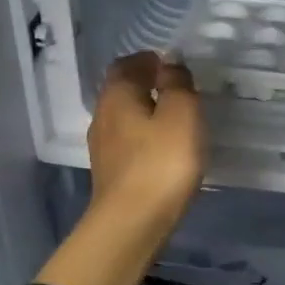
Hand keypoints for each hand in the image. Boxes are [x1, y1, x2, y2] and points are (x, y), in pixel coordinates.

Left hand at [36, 52, 204, 284]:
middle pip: (122, 91)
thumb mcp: (181, 114)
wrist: (132, 224)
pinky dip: (144, 139)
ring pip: (124, 119)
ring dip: (145, 113)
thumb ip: (177, 84)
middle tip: (176, 89)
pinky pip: (128, 145)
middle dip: (146, 85)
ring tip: (174, 119)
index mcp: (117, 95)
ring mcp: (103, 149)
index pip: (127, 64)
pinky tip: (163, 150)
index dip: (148, 60)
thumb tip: (169, 63)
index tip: (171, 65)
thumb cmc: (161, 163)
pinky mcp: (111, 175)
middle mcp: (103, 116)